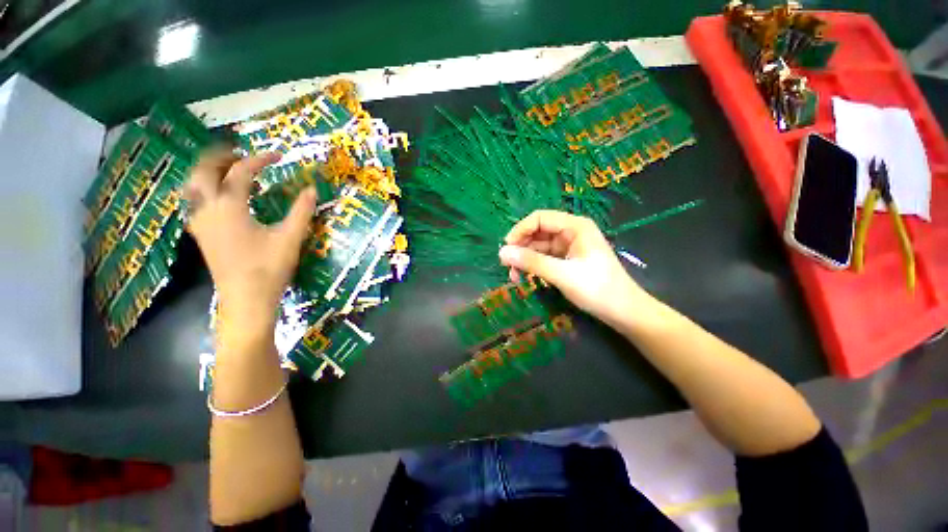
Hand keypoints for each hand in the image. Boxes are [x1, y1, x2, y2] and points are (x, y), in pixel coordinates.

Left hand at [185, 149, 316, 330]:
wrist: (246, 299)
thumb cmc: (269, 267)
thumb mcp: (290, 238)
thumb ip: (301, 211)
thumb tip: (311, 189)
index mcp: (230, 207)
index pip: (241, 172)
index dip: (260, 160)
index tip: (279, 156)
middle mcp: (208, 209)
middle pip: (204, 171)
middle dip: (222, 157)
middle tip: (243, 155)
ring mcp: (200, 222)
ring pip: (193, 185)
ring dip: (208, 171)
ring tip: (229, 170)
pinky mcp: (201, 234)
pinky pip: (194, 201)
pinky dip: (205, 189)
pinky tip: (220, 197)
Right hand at [499, 210, 653, 326]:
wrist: (623, 312)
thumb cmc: (597, 289)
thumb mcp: (562, 274)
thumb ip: (531, 262)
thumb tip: (502, 253)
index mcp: (575, 226)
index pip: (540, 218)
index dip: (520, 230)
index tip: (506, 248)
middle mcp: (571, 232)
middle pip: (537, 232)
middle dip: (521, 247)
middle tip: (506, 265)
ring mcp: (569, 247)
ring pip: (539, 247)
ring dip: (525, 259)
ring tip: (513, 276)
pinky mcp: (567, 260)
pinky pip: (544, 258)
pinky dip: (533, 266)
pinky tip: (525, 277)